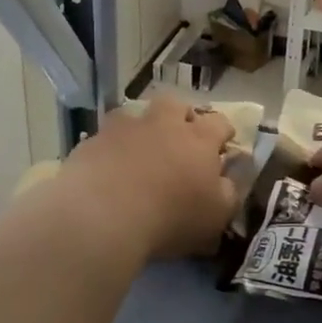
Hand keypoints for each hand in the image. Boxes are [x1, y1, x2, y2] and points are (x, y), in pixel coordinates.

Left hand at [57, 96, 239, 259]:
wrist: (103, 215)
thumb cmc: (170, 217)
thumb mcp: (216, 216)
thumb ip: (228, 192)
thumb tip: (228, 179)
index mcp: (199, 139)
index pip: (219, 123)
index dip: (223, 132)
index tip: (222, 145)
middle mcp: (163, 124)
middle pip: (176, 105)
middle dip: (181, 116)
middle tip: (179, 138)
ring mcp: (125, 129)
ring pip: (136, 114)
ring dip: (142, 128)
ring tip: (139, 150)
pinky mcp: (93, 141)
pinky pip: (105, 137)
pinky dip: (111, 148)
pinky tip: (108, 168)